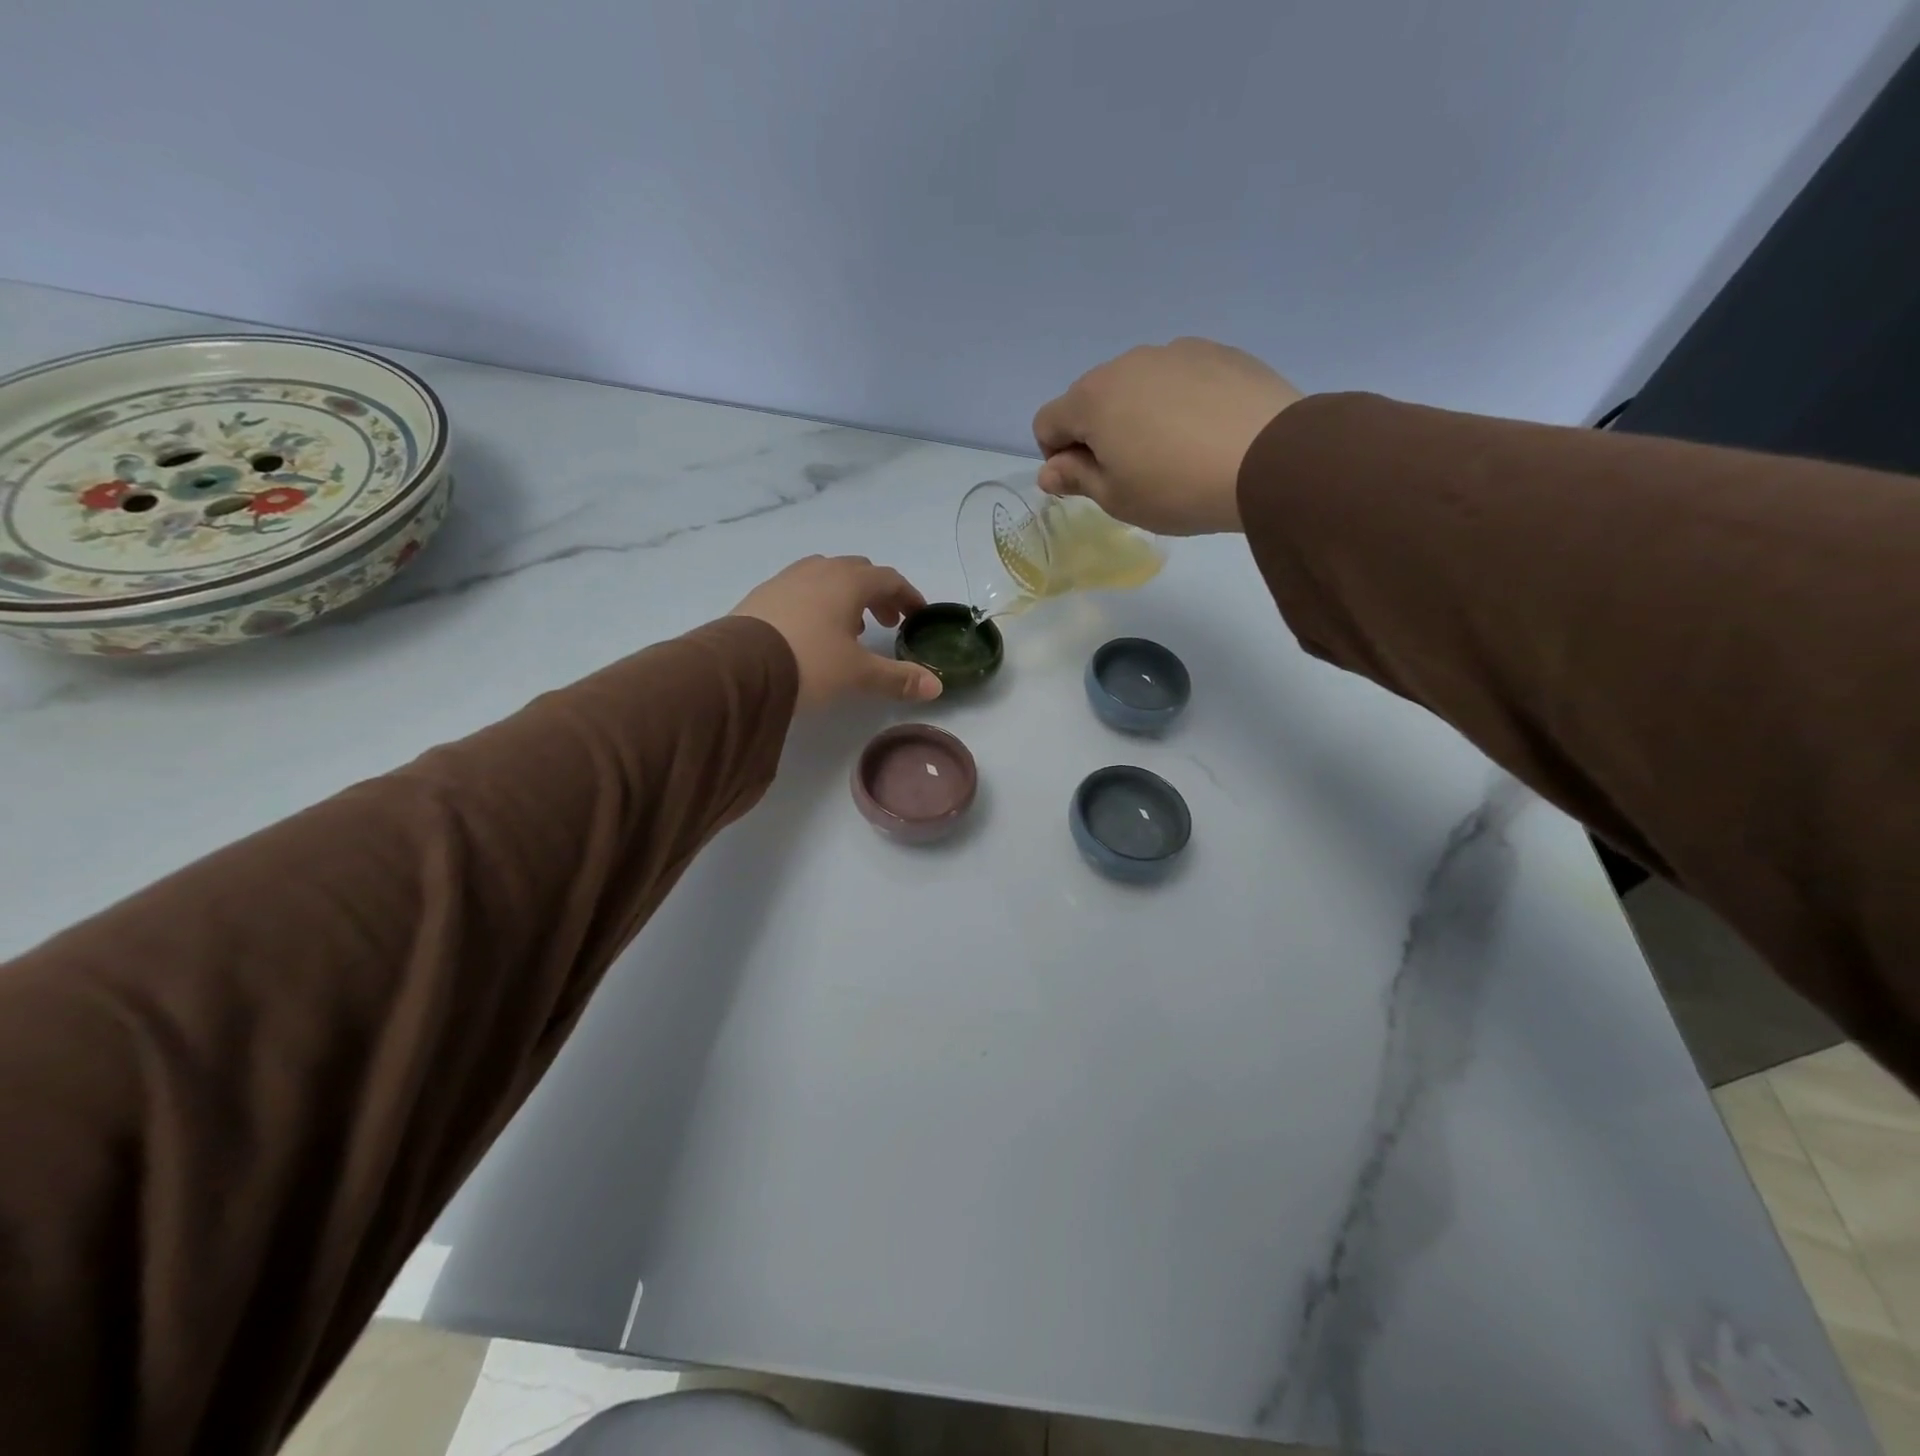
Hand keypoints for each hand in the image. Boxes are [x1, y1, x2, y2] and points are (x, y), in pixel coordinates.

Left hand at [732, 556, 942, 709]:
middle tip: (886, 622)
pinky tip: (812, 631)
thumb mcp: (858, 674)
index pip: (889, 579)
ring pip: (826, 576)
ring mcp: (786, 579)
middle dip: (877, 594)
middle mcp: (819, 571)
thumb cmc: (810, 662)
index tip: (917, 615)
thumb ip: (898, 678)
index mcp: (848, 581)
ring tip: (849, 628)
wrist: (738, 667)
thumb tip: (936, 688)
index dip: (908, 596)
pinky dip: (817, 602)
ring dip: (846, 596)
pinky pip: (800, 588)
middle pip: (858, 572)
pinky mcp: (762, 595)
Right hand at [1031, 338, 1303, 535]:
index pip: (1047, 421)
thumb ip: (1076, 479)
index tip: (1087, 481)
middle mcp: (1127, 362)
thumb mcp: (1117, 498)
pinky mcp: (1218, 352)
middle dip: (1097, 432)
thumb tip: (1049, 471)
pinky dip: (1178, 401)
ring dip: (1138, 414)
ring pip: (1137, 385)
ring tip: (1175, 452)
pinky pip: (1180, 377)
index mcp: (1093, 398)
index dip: (1057, 456)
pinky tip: (1206, 432)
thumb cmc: (1177, 487)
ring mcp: (1176, 351)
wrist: (1271, 458)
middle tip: (1132, 472)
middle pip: (1091, 398)